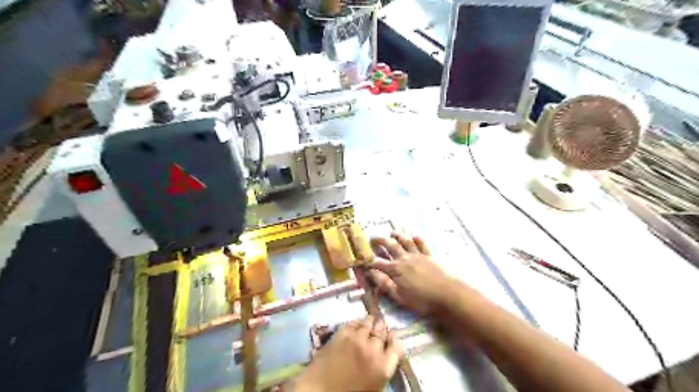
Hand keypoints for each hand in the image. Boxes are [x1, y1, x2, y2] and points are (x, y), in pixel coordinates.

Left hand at [293, 315, 401, 390]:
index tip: (392, 338)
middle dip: (382, 329)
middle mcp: (372, 349)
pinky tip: (357, 323)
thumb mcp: (374, 388)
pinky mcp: (341, 334)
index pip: (397, 347)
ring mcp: (356, 339)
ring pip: (368, 323)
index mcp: (383, 367)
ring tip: (370, 320)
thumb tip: (385, 357)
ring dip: (370, 322)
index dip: (394, 340)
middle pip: (382, 332)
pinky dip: (356, 322)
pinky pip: (352, 323)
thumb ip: (382, 370)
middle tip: (380, 327)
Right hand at [368, 233, 456, 314]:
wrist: (448, 295)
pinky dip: (417, 239)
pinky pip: (422, 244)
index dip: (369, 260)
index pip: (378, 262)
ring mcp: (418, 255)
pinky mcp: (430, 256)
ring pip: (405, 241)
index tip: (362, 259)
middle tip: (373, 238)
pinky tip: (414, 236)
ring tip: (391, 232)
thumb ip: (384, 284)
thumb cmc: (422, 300)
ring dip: (397, 235)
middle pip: (390, 245)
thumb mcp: (399, 296)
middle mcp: (405, 258)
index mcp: (395, 269)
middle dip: (380, 240)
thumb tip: (371, 274)